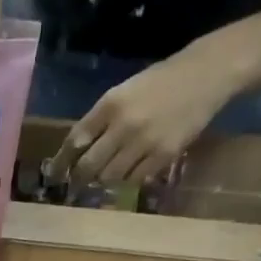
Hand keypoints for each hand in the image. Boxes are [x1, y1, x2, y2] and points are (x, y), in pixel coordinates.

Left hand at [50, 52, 230, 185]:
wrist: (205, 75)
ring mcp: (143, 142)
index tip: (54, 174)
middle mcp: (123, 124)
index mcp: (110, 104)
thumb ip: (102, 119)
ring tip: (105, 178)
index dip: (62, 161)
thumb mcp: (125, 92)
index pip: (76, 139)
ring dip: (104, 180)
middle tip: (76, 185)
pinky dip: (129, 180)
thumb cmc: (161, 82)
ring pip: (110, 176)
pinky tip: (130, 174)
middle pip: (89, 165)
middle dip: (79, 179)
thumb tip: (78, 150)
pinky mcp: (163, 155)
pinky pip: (135, 179)